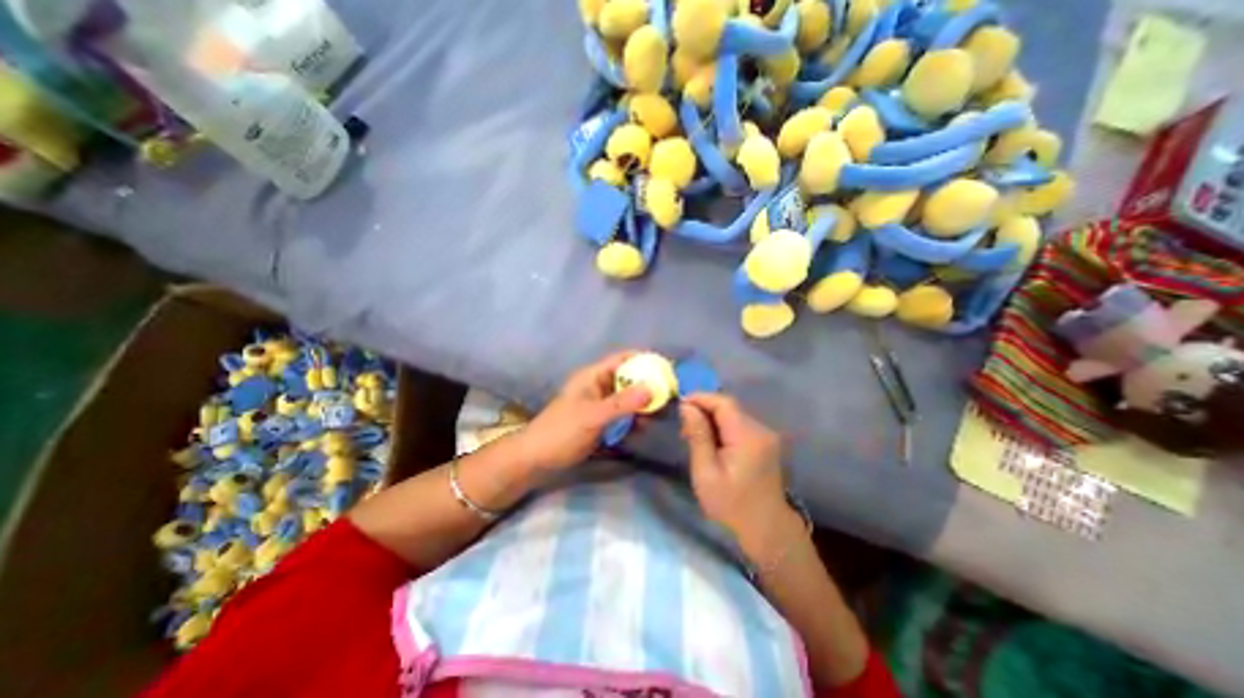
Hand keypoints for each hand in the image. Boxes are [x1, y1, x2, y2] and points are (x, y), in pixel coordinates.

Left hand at [512, 355, 652, 473]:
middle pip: (629, 378)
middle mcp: (599, 386)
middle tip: (670, 394)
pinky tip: (646, 426)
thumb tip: (652, 388)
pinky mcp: (602, 421)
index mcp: (593, 376)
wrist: (537, 459)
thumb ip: (621, 404)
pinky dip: (635, 418)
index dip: (644, 360)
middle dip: (649, 384)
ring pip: (628, 398)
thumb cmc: (561, 432)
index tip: (666, 369)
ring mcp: (601, 404)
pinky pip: (624, 414)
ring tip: (662, 412)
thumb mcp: (592, 417)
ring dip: (644, 403)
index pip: (623, 359)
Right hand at [679, 393, 796, 556]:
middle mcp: (761, 430)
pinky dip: (723, 428)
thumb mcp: (706, 473)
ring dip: (713, 419)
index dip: (701, 398)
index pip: (723, 402)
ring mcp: (767, 436)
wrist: (767, 532)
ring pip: (734, 415)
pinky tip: (713, 444)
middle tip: (684, 428)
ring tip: (694, 437)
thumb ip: (698, 436)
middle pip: (729, 407)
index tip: (680, 406)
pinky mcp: (766, 444)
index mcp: (747, 436)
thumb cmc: (731, 506)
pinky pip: (740, 426)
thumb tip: (687, 406)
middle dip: (704, 410)